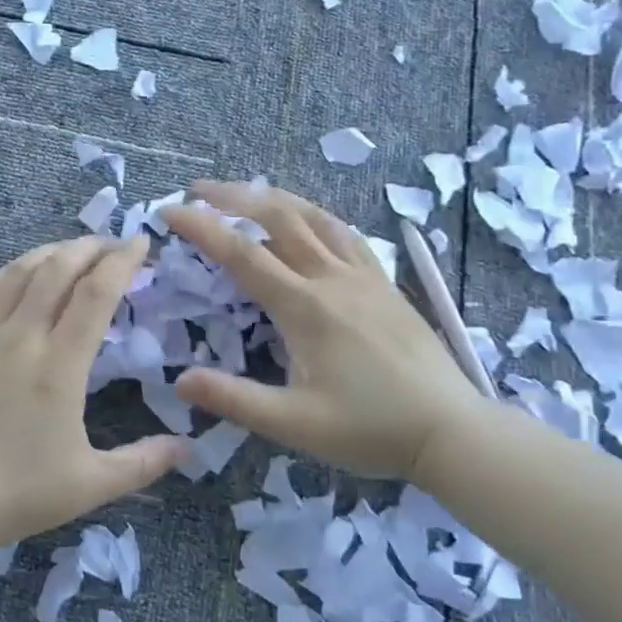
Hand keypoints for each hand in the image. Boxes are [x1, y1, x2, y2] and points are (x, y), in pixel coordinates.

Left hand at [0, 236, 186, 550]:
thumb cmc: (12, 492)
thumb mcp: (88, 485)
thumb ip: (142, 462)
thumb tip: (189, 446)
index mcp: (59, 365)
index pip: (97, 293)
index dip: (122, 261)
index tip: (141, 243)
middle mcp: (22, 335)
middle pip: (60, 268)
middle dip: (92, 247)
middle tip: (114, 243)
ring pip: (21, 270)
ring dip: (54, 251)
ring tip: (74, 250)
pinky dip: (13, 269)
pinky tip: (22, 271)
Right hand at [161, 181, 481, 478]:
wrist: (452, 431)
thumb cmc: (370, 429)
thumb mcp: (295, 425)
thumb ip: (236, 400)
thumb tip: (180, 380)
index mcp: (305, 307)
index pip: (242, 254)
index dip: (202, 227)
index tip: (169, 210)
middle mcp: (332, 279)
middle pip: (278, 217)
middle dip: (234, 196)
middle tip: (198, 189)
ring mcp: (364, 277)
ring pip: (315, 217)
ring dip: (274, 198)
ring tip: (245, 191)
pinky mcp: (385, 284)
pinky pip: (345, 234)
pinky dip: (315, 216)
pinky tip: (308, 221)